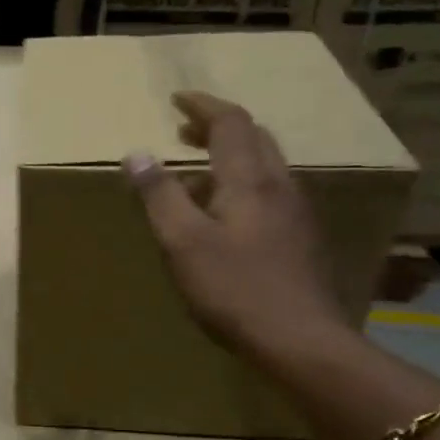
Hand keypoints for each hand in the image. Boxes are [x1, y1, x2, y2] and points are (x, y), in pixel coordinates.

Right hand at [124, 92, 348, 354]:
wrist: (301, 341)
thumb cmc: (235, 289)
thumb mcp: (183, 242)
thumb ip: (160, 196)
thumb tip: (137, 153)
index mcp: (250, 181)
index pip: (230, 124)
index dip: (203, 106)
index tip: (177, 99)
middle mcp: (280, 187)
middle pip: (255, 139)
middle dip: (218, 128)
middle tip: (184, 133)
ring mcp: (297, 214)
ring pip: (266, 167)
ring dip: (232, 158)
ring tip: (199, 174)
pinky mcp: (302, 241)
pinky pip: (271, 195)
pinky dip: (244, 186)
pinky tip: (228, 217)